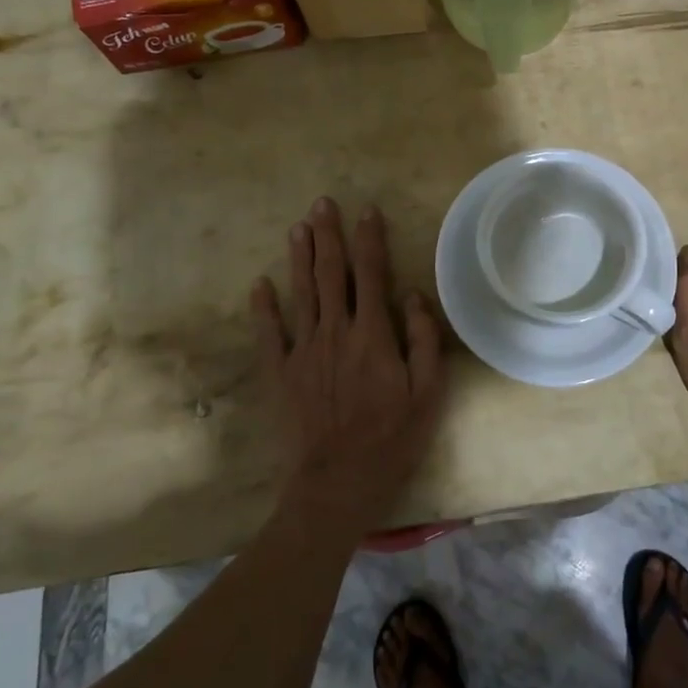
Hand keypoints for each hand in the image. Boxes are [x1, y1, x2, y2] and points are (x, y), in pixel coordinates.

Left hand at [250, 197, 445, 537]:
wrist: (338, 483)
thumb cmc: (392, 438)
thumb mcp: (428, 392)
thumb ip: (423, 339)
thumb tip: (411, 295)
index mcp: (372, 335)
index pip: (371, 274)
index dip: (370, 240)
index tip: (367, 211)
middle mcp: (335, 332)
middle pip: (331, 274)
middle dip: (328, 236)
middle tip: (322, 204)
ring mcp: (303, 351)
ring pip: (301, 293)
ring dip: (299, 258)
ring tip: (297, 227)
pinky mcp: (280, 373)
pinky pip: (269, 333)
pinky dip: (263, 307)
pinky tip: (260, 283)